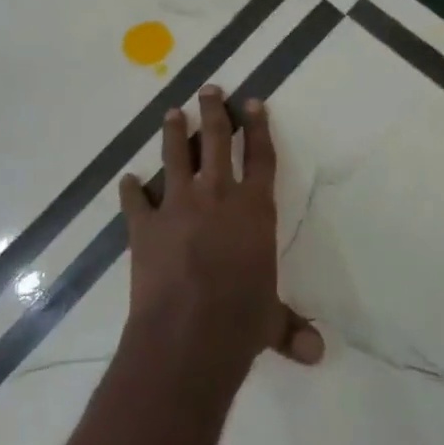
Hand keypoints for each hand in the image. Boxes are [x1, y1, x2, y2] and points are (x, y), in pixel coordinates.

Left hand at [116, 87, 323, 391]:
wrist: (188, 332)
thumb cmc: (240, 321)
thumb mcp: (270, 322)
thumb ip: (290, 328)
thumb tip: (317, 355)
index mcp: (254, 209)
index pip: (260, 157)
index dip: (258, 128)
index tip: (253, 102)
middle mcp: (217, 195)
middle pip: (216, 140)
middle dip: (214, 111)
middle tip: (209, 89)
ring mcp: (177, 205)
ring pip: (176, 156)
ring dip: (174, 132)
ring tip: (172, 112)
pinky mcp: (144, 224)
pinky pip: (134, 200)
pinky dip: (130, 190)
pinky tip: (126, 181)